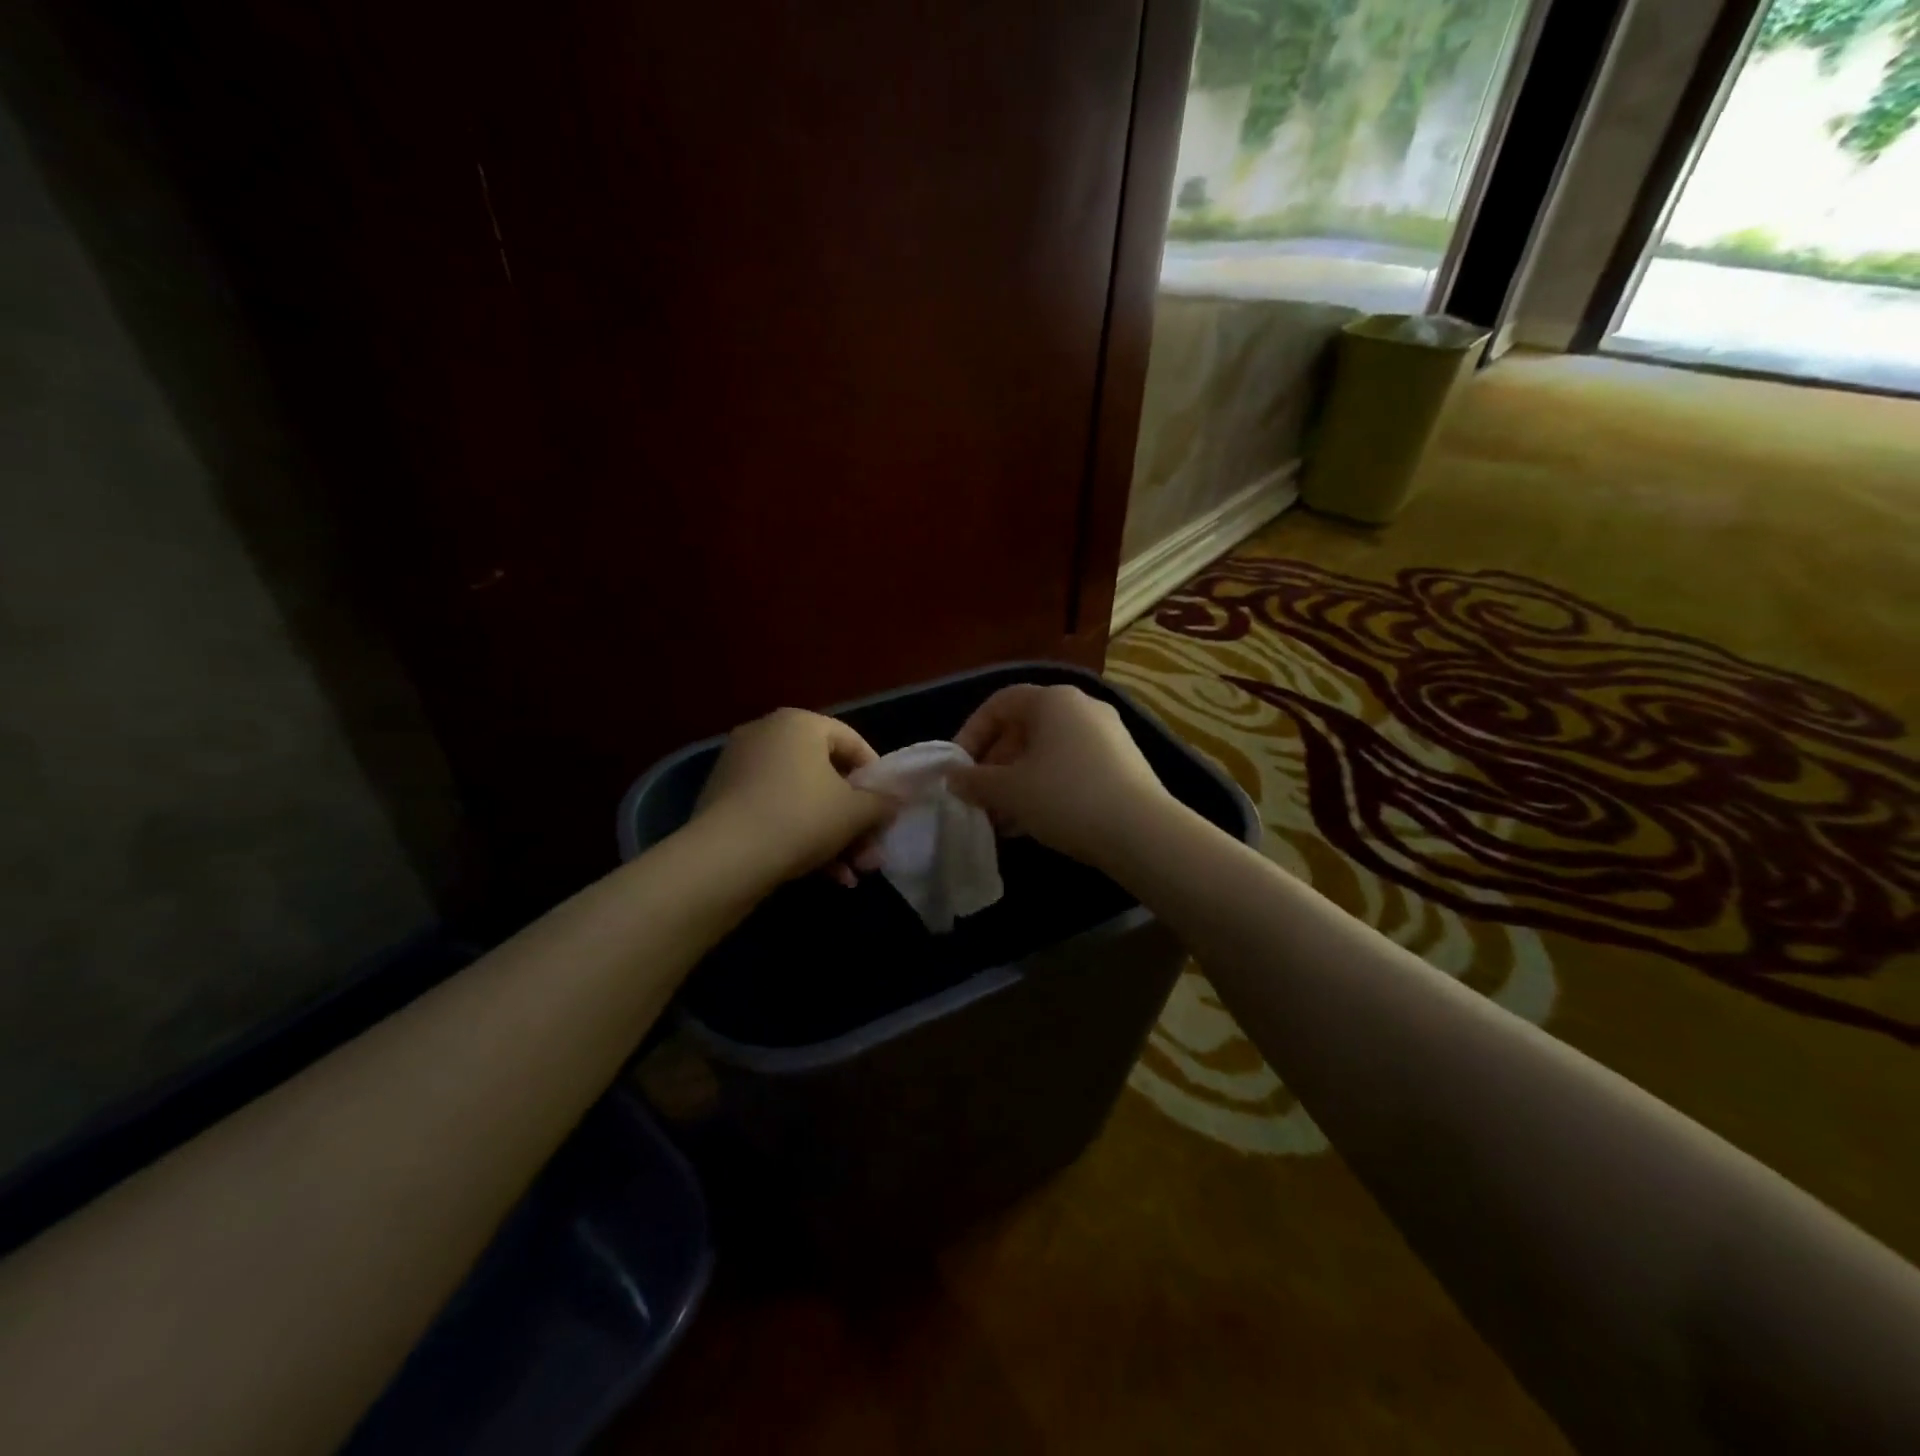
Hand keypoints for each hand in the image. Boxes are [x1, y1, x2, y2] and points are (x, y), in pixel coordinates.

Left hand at [693, 708, 895, 886]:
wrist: (724, 859)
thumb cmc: (801, 818)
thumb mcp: (855, 812)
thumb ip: (883, 802)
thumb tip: (896, 799)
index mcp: (799, 723)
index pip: (853, 743)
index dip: (877, 780)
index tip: (888, 812)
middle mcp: (766, 734)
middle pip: (827, 777)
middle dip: (854, 821)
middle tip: (871, 855)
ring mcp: (740, 767)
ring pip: (802, 800)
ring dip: (833, 837)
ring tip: (852, 875)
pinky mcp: (723, 800)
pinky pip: (775, 812)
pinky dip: (800, 838)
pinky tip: (824, 876)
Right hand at [951, 684, 1174, 869]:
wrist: (1142, 832)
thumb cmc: (1065, 798)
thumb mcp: (1009, 791)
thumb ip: (974, 781)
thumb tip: (952, 778)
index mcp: (1053, 700)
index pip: (999, 704)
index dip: (971, 732)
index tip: (958, 768)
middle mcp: (1082, 708)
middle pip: (1025, 729)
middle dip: (995, 765)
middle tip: (979, 798)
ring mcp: (1108, 736)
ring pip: (1048, 753)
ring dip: (1018, 782)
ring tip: (1002, 819)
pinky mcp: (1124, 765)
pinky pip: (1072, 768)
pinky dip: (1047, 788)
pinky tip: (1034, 824)